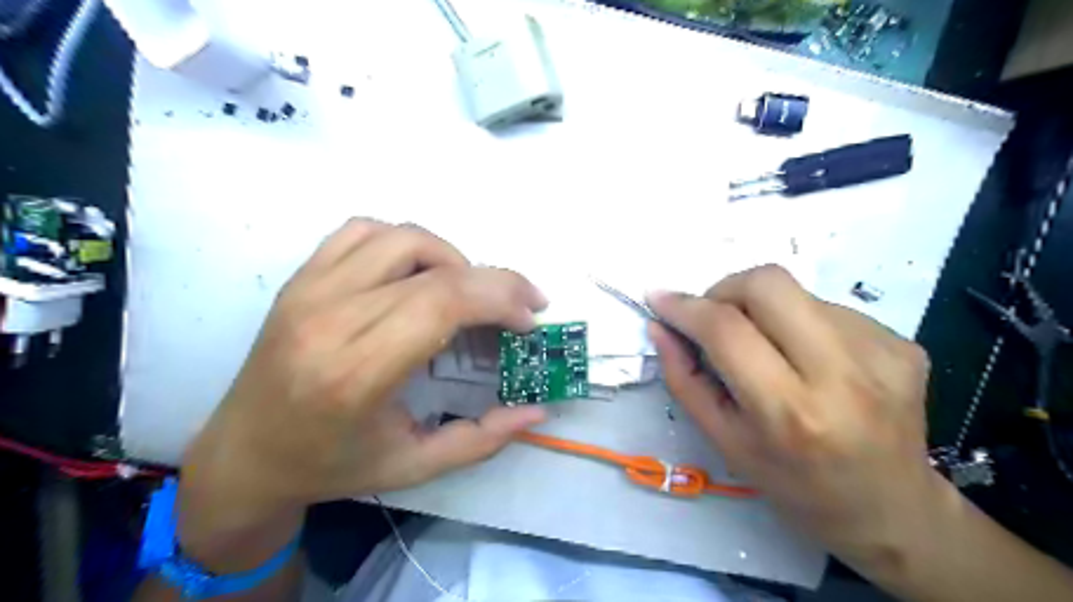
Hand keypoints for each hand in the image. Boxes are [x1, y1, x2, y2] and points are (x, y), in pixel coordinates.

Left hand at [177, 220, 546, 568]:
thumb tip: (538, 411)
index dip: (500, 298)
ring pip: (403, 237)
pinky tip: (417, 273)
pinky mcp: (300, 278)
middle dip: (495, 281)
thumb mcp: (415, 467)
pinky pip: (363, 230)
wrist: (243, 455)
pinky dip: (405, 242)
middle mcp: (330, 318)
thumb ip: (483, 439)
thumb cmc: (331, 466)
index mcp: (356, 373)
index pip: (443, 302)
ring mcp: (309, 290)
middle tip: (521, 305)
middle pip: (435, 269)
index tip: (529, 319)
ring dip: (452, 258)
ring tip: (467, 293)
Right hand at [651, 266, 941, 574]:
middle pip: (768, 284)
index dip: (685, 306)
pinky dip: (801, 323)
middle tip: (715, 318)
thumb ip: (684, 379)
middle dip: (726, 289)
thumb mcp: (724, 441)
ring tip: (770, 351)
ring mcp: (881, 352)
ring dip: (765, 311)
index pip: (727, 330)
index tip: (659, 298)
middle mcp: (842, 374)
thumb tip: (660, 326)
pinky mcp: (902, 343)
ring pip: (798, 292)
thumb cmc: (793, 484)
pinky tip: (809, 360)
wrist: (891, 510)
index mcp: (790, 412)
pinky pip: (829, 308)